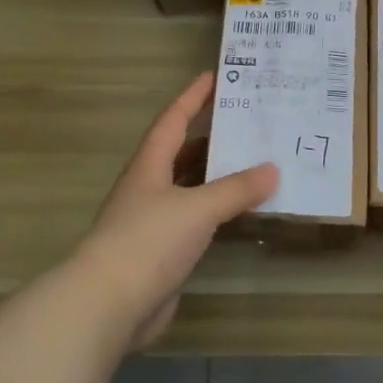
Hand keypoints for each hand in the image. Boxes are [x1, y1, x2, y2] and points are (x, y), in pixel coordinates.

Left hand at [72, 73, 277, 351]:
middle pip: (183, 152)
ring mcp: (154, 222)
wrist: (108, 305)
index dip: (192, 97)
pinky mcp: (163, 253)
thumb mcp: (197, 208)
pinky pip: (197, 221)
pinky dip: (219, 212)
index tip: (215, 76)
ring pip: (191, 188)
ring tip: (257, 162)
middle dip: (213, 137)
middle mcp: (149, 188)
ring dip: (219, 176)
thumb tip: (273, 170)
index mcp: (149, 166)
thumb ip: (236, 189)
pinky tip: (242, 212)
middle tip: (250, 123)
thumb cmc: (148, 241)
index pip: (172, 120)